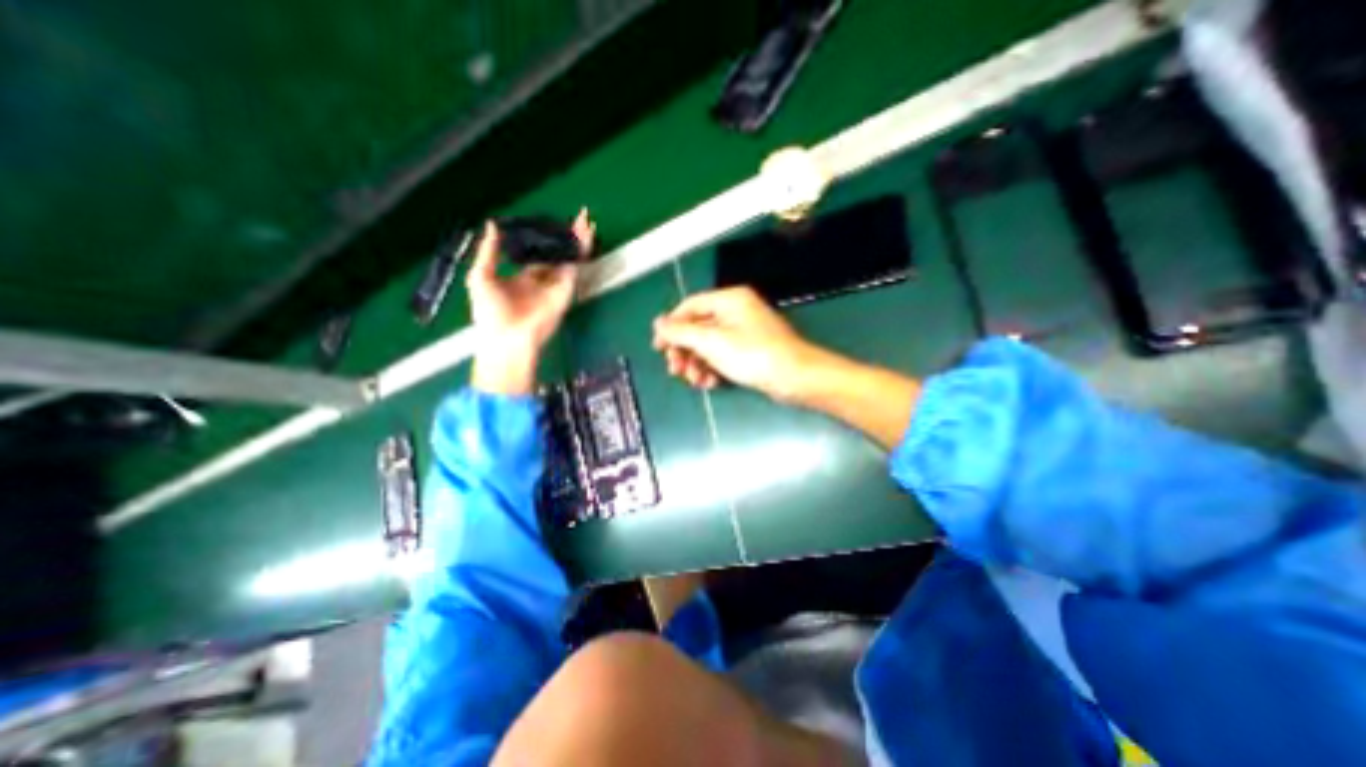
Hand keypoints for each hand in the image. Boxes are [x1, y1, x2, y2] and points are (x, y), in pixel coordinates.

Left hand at [471, 211, 591, 395]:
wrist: (506, 338)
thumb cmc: (490, 312)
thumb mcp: (480, 276)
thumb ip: (489, 251)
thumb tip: (492, 225)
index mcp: (522, 277)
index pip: (537, 253)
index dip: (544, 238)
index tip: (549, 223)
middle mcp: (542, 279)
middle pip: (558, 253)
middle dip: (567, 236)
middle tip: (576, 217)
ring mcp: (556, 284)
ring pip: (569, 257)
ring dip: (578, 239)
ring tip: (586, 220)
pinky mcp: (565, 289)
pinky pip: (575, 266)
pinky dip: (581, 251)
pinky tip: (584, 236)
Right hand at [646, 288, 826, 403]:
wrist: (795, 378)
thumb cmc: (752, 355)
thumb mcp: (711, 342)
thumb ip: (681, 332)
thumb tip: (658, 322)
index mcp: (728, 300)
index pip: (689, 306)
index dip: (671, 326)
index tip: (658, 348)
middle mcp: (735, 311)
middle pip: (698, 328)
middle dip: (685, 351)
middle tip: (675, 370)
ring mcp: (743, 332)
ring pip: (709, 345)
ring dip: (697, 364)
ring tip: (695, 381)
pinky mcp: (750, 351)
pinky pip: (723, 356)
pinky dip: (713, 369)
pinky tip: (711, 384)